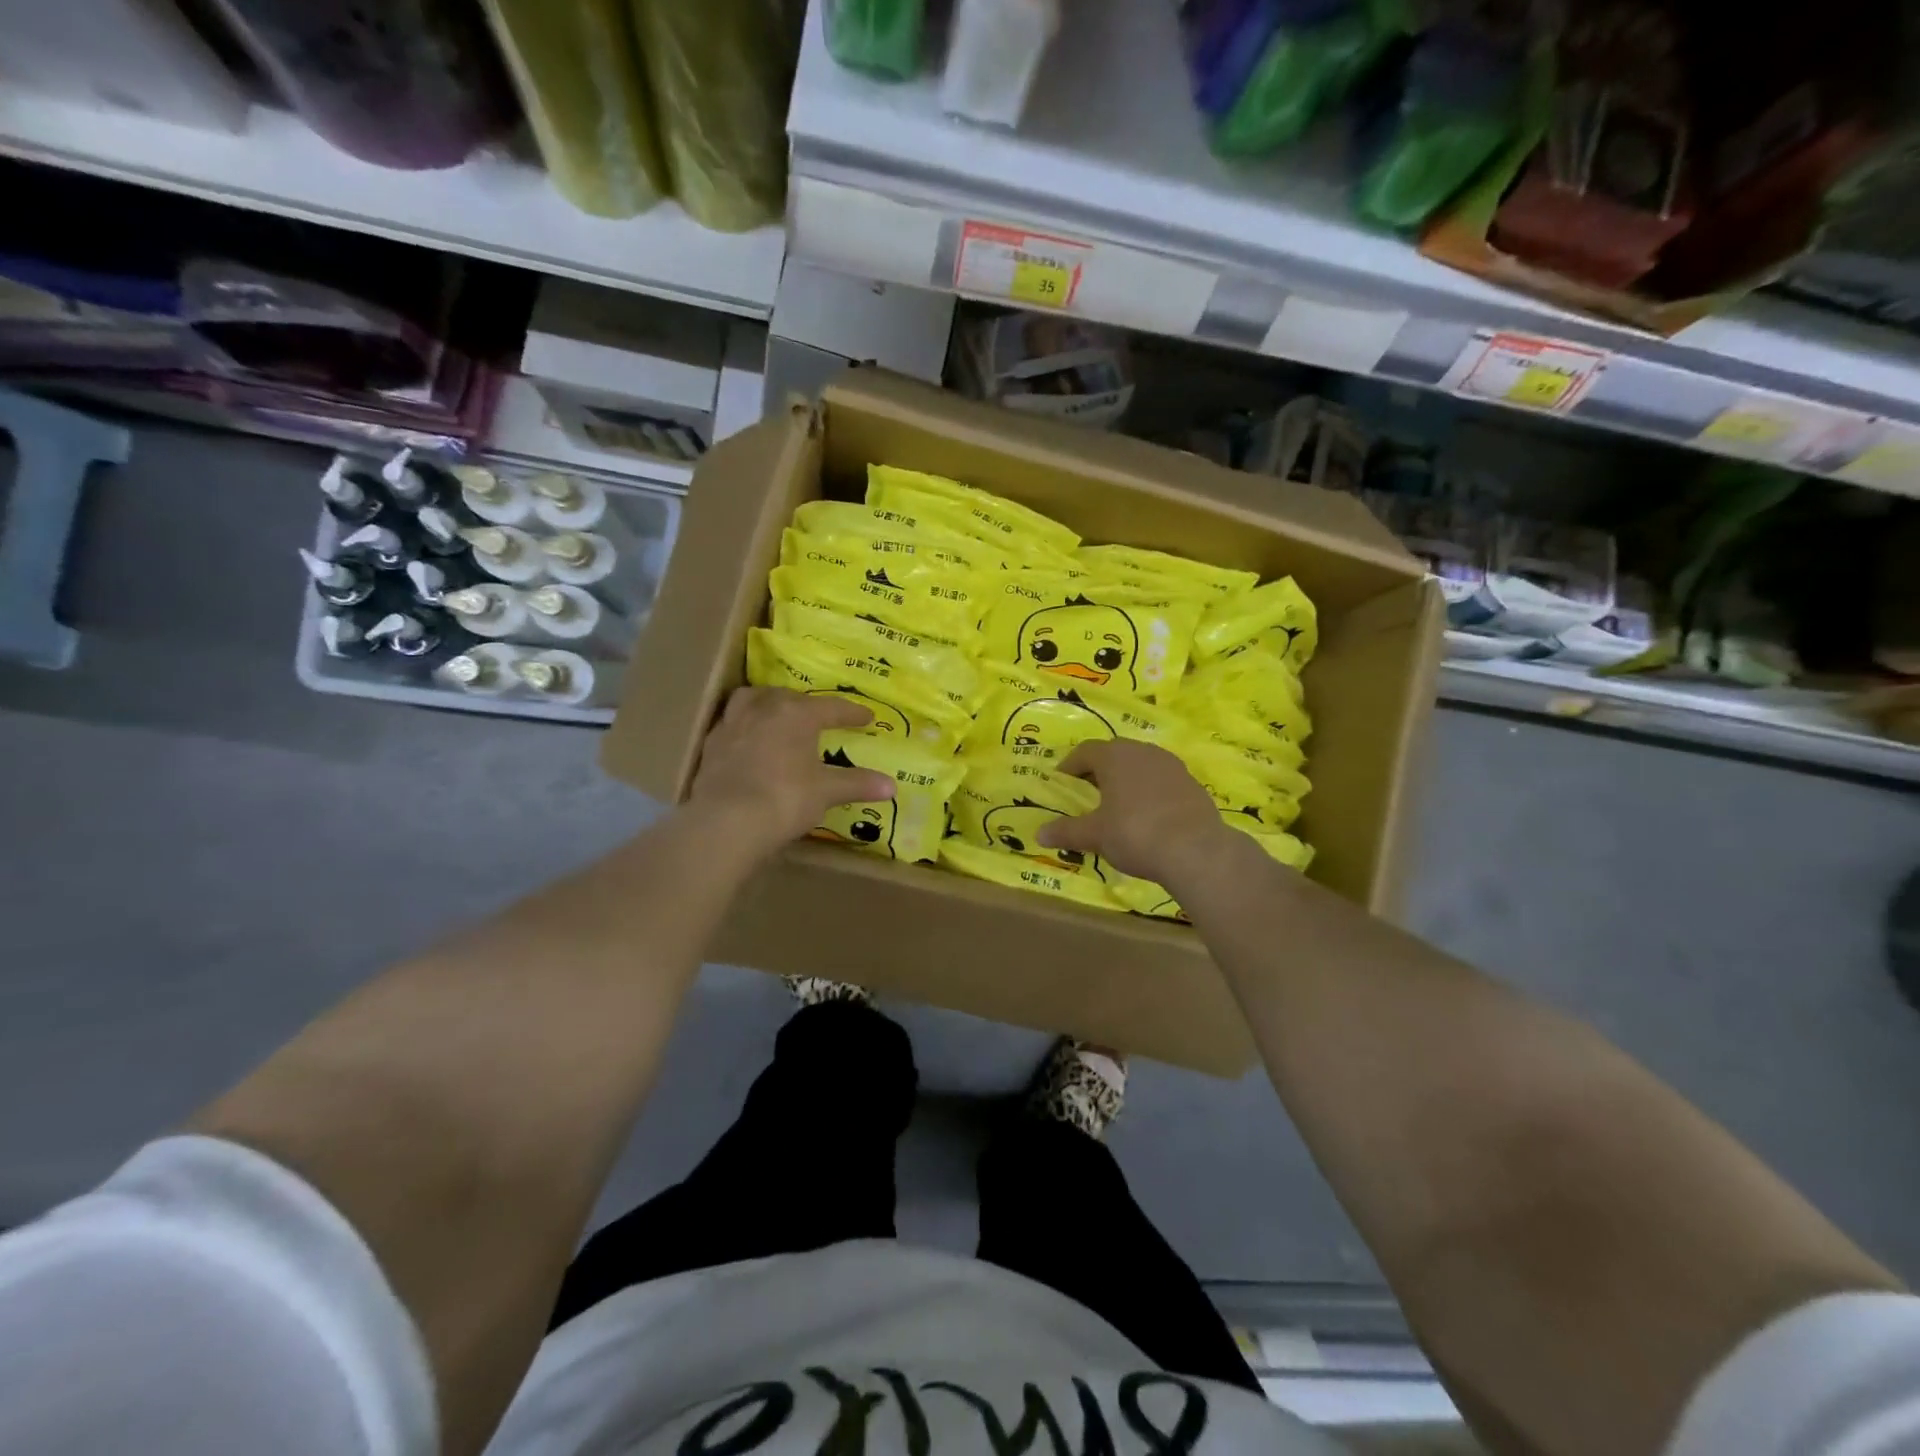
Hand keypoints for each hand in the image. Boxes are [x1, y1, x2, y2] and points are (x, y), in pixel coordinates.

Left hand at [689, 688, 894, 853]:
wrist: (726, 821)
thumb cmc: (785, 798)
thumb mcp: (826, 792)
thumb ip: (857, 784)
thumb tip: (891, 786)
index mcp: (797, 713)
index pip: (831, 708)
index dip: (852, 714)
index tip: (867, 718)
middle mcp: (763, 709)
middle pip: (788, 697)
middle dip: (806, 704)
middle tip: (819, 716)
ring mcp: (732, 724)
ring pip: (752, 700)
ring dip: (767, 703)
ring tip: (776, 713)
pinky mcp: (711, 746)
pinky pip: (731, 724)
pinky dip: (745, 727)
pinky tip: (749, 741)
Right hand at [1036, 740, 1232, 885]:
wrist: (1196, 850)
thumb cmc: (1135, 833)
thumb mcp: (1095, 835)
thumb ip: (1067, 831)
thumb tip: (1039, 834)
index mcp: (1114, 756)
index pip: (1085, 751)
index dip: (1070, 765)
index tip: (1061, 782)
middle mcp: (1143, 752)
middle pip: (1114, 753)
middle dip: (1098, 770)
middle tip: (1087, 792)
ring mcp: (1171, 765)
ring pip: (1140, 765)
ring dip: (1126, 779)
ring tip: (1117, 803)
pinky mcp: (1192, 783)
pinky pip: (1161, 780)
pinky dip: (1149, 791)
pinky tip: (1147, 814)